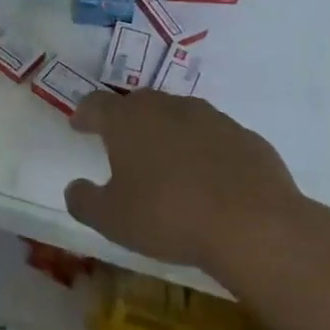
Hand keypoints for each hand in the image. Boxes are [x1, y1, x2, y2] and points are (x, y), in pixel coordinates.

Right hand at [64, 90, 324, 284]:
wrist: (254, 226)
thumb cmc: (168, 216)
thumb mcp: (111, 219)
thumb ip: (84, 201)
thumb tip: (75, 188)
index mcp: (128, 120)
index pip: (96, 104)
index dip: (85, 114)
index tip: (80, 126)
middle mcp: (168, 108)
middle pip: (139, 104)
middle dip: (127, 119)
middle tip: (122, 143)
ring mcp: (212, 118)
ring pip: (180, 116)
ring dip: (168, 132)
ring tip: (166, 162)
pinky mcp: (246, 137)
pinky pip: (215, 137)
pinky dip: (204, 150)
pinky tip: (208, 178)